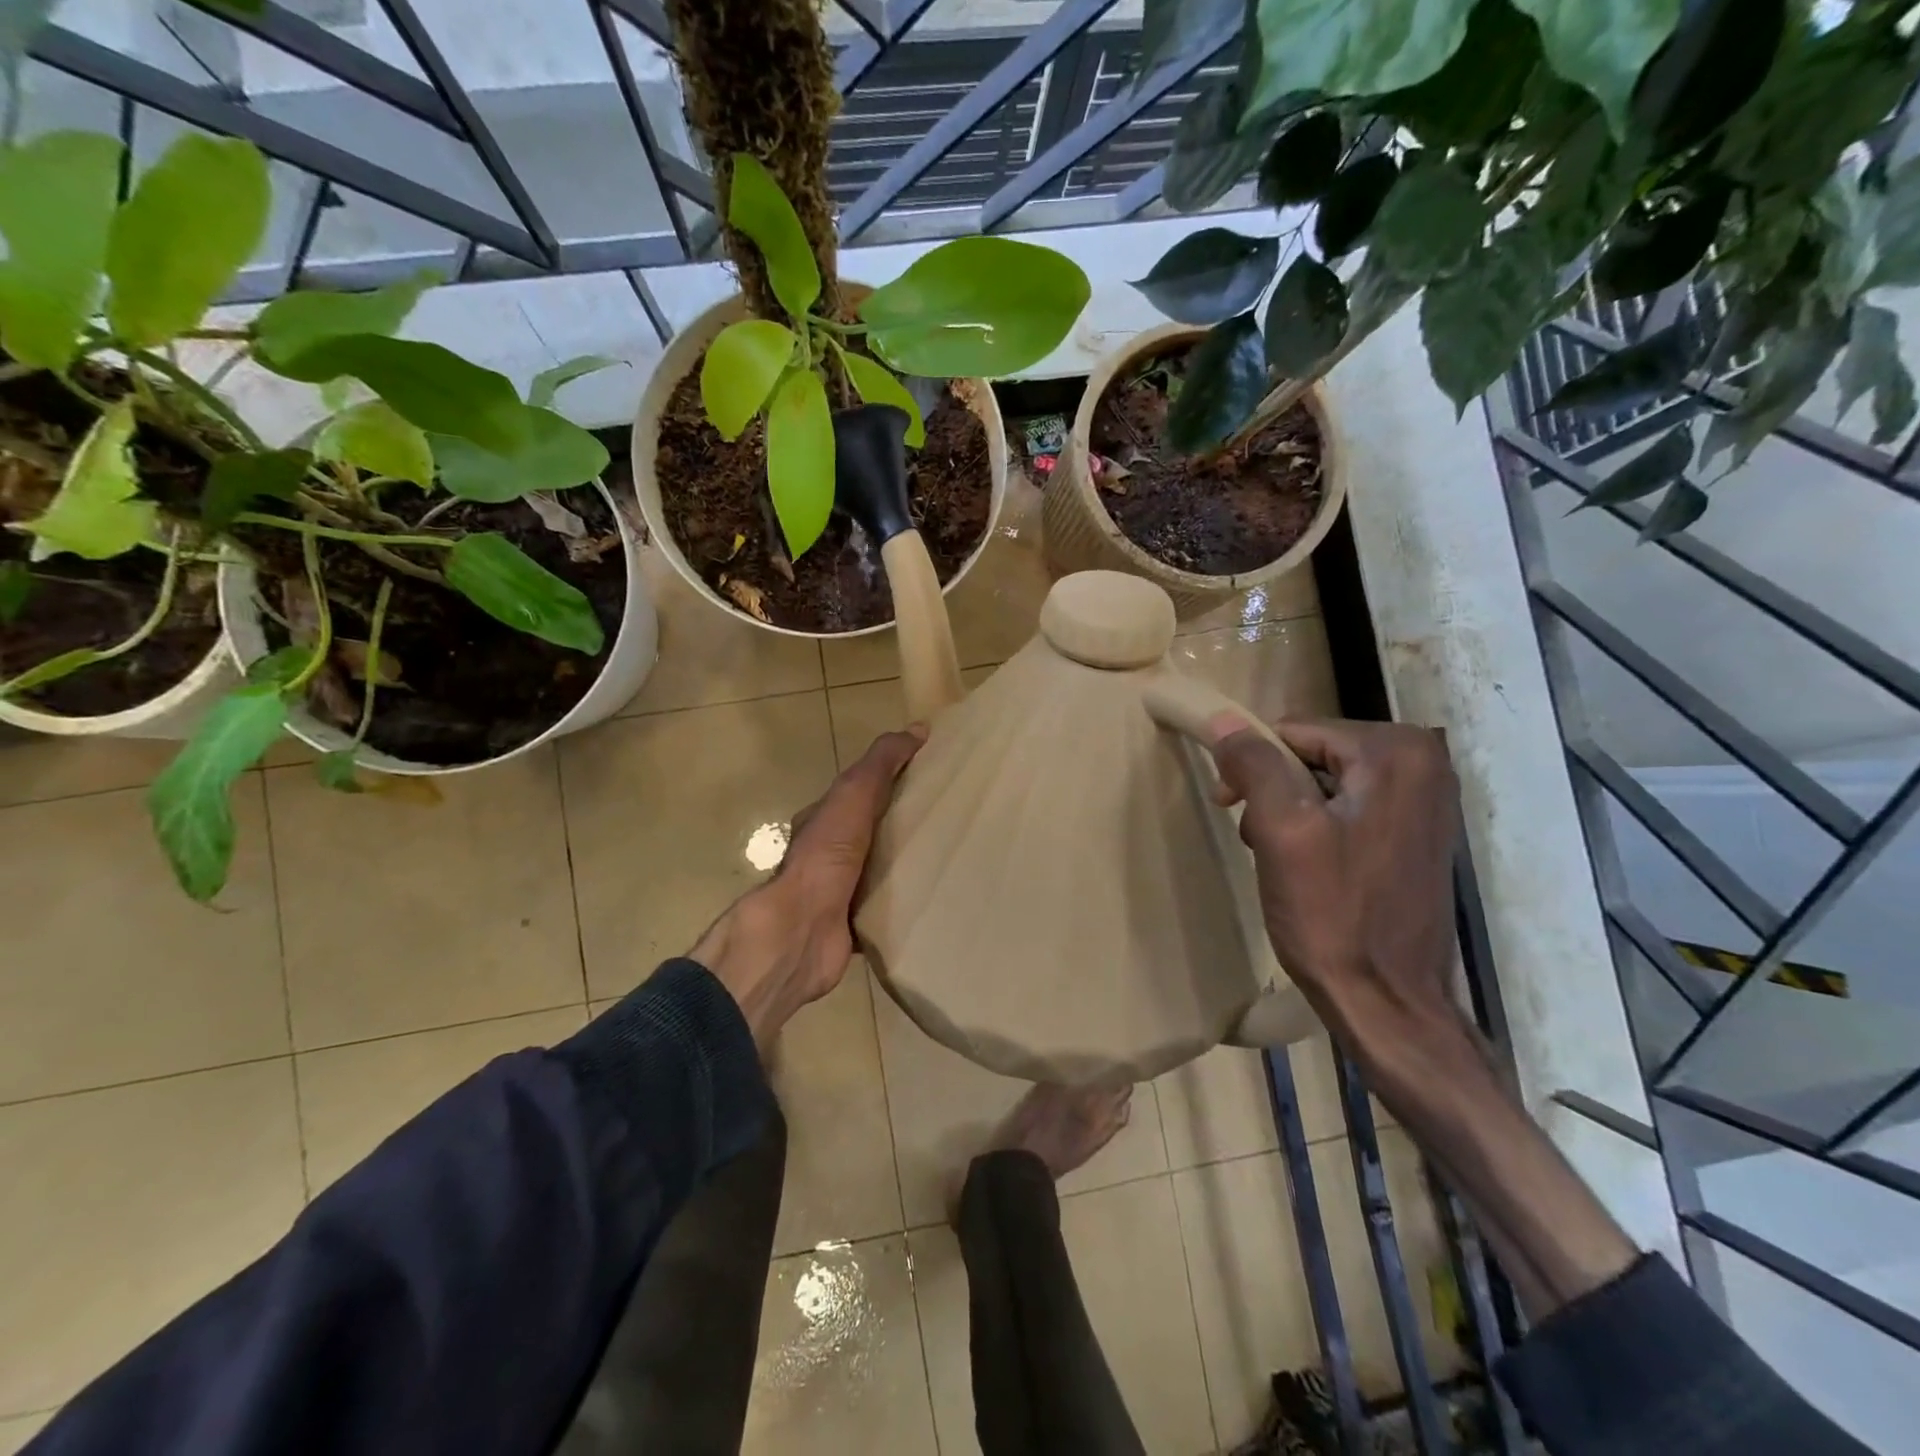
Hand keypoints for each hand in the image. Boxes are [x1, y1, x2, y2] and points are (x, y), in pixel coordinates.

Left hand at [693, 726, 924, 1050]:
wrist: (803, 929)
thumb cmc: (826, 855)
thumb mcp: (854, 794)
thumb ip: (881, 763)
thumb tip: (918, 729)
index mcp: (823, 821)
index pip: (859, 792)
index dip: (892, 780)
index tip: (931, 778)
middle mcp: (828, 855)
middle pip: (873, 832)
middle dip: (905, 825)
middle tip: (951, 820)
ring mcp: (839, 892)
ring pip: (881, 871)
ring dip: (908, 866)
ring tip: (952, 858)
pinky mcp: (854, 924)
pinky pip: (887, 908)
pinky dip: (907, 903)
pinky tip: (936, 899)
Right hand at [1208, 716, 1459, 1037]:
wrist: (1387, 1002)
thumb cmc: (1332, 914)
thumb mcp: (1283, 831)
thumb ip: (1255, 764)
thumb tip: (1223, 719)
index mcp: (1397, 753)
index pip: (1296, 730)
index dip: (1251, 763)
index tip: (1226, 804)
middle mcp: (1424, 764)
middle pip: (1313, 753)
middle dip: (1272, 789)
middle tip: (1253, 837)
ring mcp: (1425, 801)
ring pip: (1326, 781)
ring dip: (1289, 810)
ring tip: (1276, 856)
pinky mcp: (1416, 834)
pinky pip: (1349, 807)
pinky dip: (1316, 827)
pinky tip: (1306, 866)